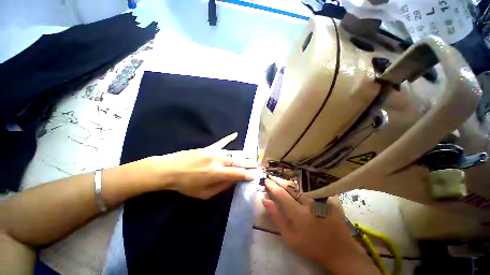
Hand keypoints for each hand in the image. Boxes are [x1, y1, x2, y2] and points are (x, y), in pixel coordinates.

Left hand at [145, 133, 256, 198]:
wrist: (169, 169)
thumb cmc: (186, 185)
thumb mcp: (203, 193)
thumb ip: (221, 187)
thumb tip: (233, 180)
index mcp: (217, 173)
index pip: (238, 173)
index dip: (248, 174)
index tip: (255, 175)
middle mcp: (218, 161)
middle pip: (238, 162)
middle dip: (249, 164)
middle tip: (257, 164)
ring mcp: (214, 152)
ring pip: (233, 153)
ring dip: (243, 155)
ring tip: (252, 156)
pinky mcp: (209, 147)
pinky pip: (222, 142)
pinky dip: (229, 138)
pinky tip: (236, 134)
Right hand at [262, 177, 380, 274]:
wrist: (340, 252)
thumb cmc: (311, 247)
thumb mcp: (290, 237)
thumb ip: (277, 217)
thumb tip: (266, 200)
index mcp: (298, 213)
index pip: (281, 194)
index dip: (272, 186)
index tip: (266, 180)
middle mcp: (309, 203)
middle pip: (291, 187)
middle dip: (280, 181)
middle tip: (272, 177)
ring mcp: (320, 200)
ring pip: (301, 189)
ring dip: (290, 185)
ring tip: (282, 182)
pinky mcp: (329, 200)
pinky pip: (313, 192)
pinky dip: (304, 190)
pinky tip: (300, 190)